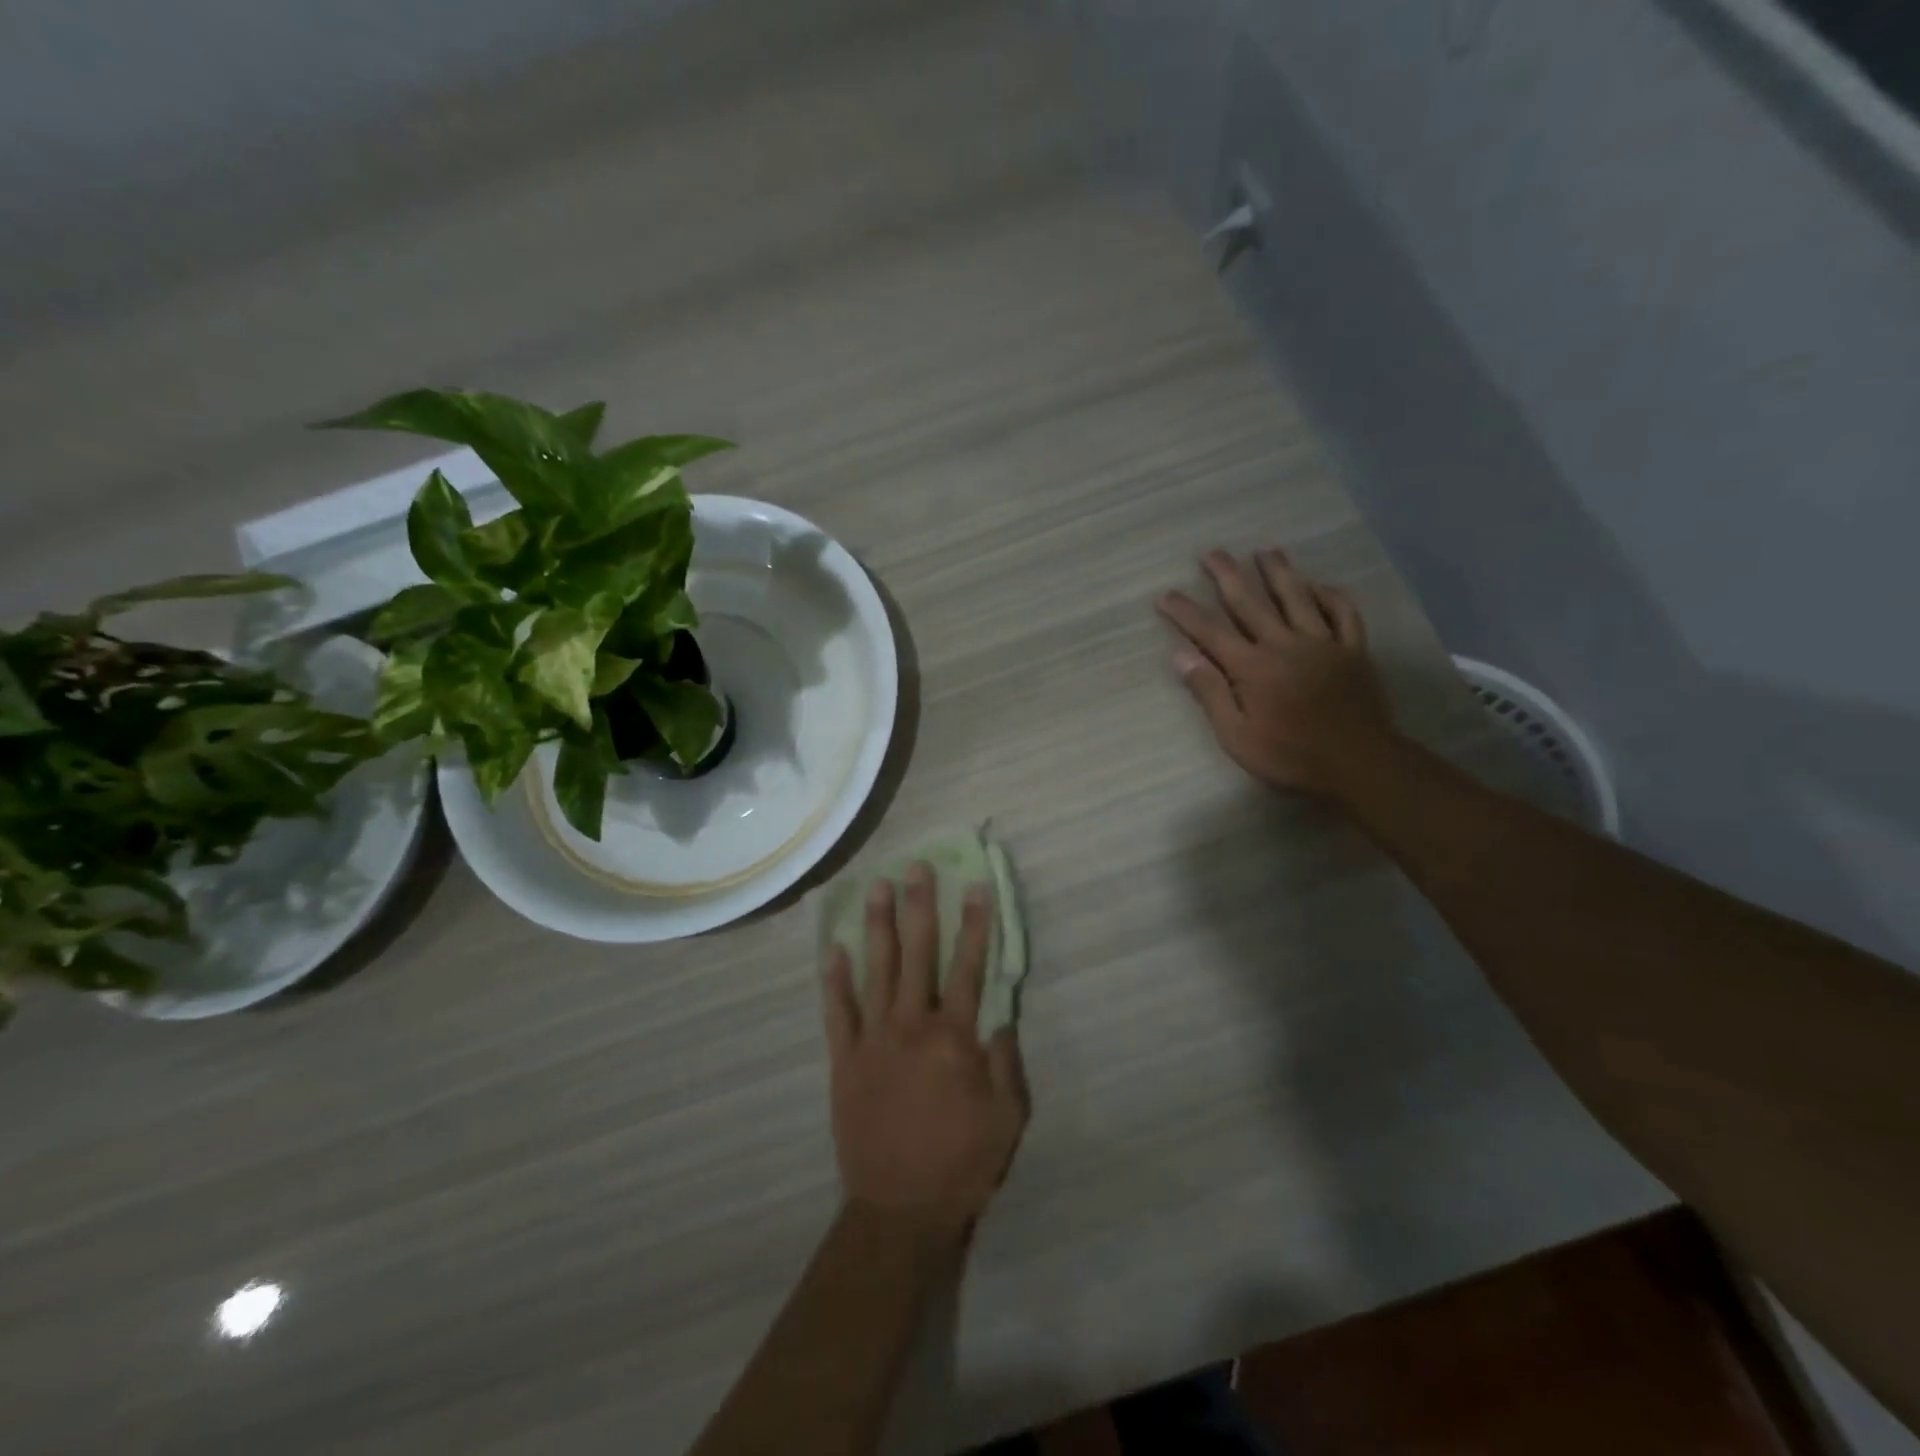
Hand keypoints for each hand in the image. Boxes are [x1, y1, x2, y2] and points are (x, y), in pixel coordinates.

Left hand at [822, 863, 1027, 1238]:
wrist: (899, 1210)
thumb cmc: (962, 1163)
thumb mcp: (1007, 1118)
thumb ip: (1005, 1061)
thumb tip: (999, 1014)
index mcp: (954, 1038)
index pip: (969, 967)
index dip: (975, 925)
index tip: (976, 887)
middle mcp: (912, 1025)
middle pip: (918, 954)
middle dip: (919, 906)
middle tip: (916, 867)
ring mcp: (873, 1039)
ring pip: (875, 970)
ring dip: (877, 926)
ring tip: (876, 887)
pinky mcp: (844, 1059)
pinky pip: (838, 1011)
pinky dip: (834, 979)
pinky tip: (833, 948)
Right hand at [1157, 548, 1400, 801]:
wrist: (1358, 764)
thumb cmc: (1289, 756)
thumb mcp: (1237, 736)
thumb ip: (1210, 693)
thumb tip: (1181, 656)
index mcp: (1252, 667)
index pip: (1209, 632)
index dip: (1185, 611)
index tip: (1165, 593)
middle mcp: (1284, 644)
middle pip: (1250, 602)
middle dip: (1227, 575)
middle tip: (1211, 553)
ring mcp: (1323, 643)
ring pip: (1297, 597)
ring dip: (1279, 571)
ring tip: (1266, 550)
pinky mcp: (1353, 650)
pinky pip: (1343, 613)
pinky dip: (1331, 595)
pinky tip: (1320, 585)